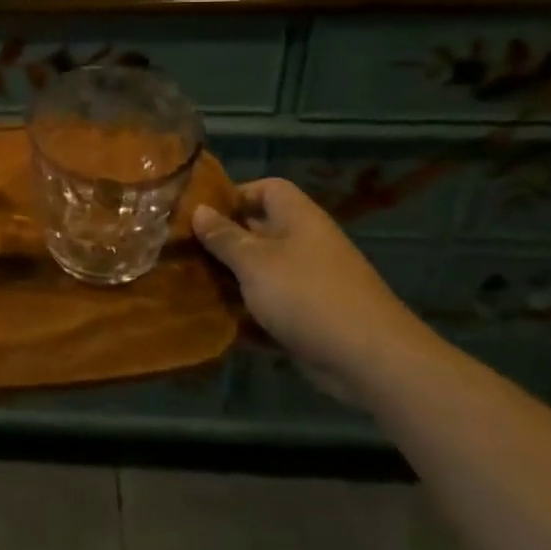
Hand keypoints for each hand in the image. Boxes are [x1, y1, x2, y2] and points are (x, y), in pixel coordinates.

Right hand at [193, 179, 433, 402]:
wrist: (369, 360)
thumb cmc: (306, 295)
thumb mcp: (254, 261)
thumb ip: (224, 236)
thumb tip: (199, 210)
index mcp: (297, 218)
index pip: (266, 189)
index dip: (234, 195)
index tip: (199, 212)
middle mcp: (304, 244)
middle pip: (257, 232)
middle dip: (221, 242)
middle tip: (181, 251)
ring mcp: (307, 283)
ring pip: (259, 273)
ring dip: (229, 281)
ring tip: (187, 285)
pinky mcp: (307, 318)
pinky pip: (268, 308)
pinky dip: (244, 315)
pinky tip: (212, 322)